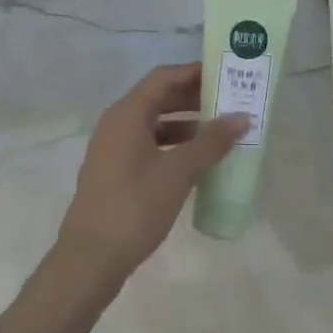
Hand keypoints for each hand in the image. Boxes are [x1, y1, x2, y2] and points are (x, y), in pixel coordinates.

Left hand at [56, 62, 247, 286]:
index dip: (195, 72)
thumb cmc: (135, 207)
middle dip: (194, 98)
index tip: (226, 74)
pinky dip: (173, 145)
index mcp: (127, 113)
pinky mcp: (115, 172)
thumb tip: (241, 118)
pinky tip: (197, 161)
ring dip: (186, 124)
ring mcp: (113, 149)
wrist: (90, 259)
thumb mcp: (179, 172)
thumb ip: (211, 142)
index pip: (164, 77)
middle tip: (230, 102)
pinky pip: (148, 145)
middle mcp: (116, 123)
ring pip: (154, 123)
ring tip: (221, 132)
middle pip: (159, 98)